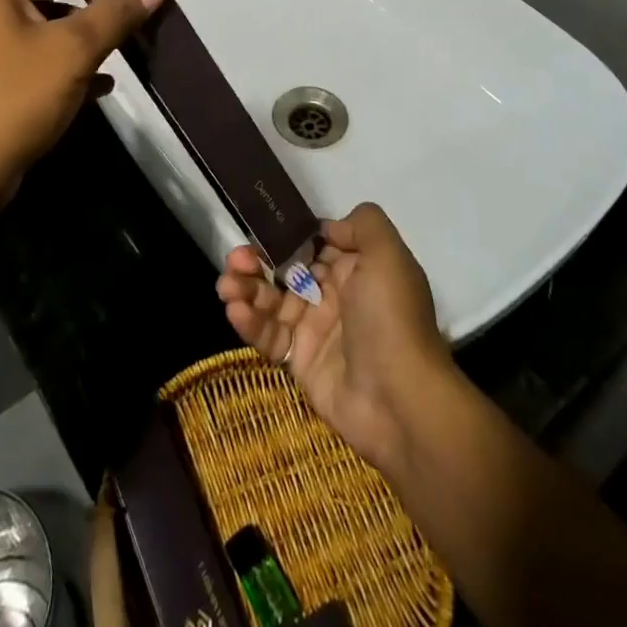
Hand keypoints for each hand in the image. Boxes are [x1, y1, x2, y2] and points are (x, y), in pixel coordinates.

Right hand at [217, 203, 455, 474]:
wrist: (400, 401)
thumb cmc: (391, 319)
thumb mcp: (388, 256)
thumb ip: (362, 225)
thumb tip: (325, 228)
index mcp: (356, 269)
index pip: (312, 244)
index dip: (286, 237)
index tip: (261, 231)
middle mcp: (334, 295)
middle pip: (286, 270)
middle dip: (257, 261)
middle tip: (235, 260)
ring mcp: (315, 330)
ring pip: (271, 301)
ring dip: (245, 289)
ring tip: (226, 286)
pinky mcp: (300, 362)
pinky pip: (269, 335)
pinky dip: (250, 322)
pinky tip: (236, 311)